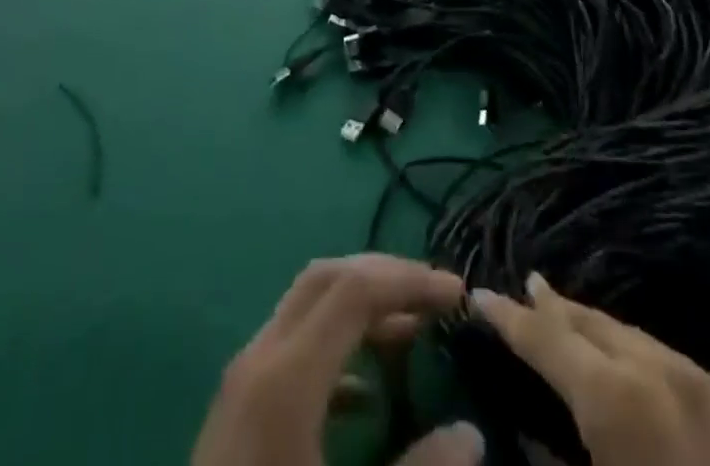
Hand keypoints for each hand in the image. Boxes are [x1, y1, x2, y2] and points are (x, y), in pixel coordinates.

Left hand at [192, 254, 482, 465]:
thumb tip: (470, 434)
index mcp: (286, 376)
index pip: (355, 288)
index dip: (410, 280)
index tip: (457, 293)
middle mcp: (260, 357)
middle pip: (327, 278)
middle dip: (385, 276)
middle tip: (434, 296)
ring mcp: (243, 380)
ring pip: (307, 306)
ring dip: (361, 306)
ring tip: (411, 332)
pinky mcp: (238, 409)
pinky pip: (292, 348)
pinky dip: (336, 348)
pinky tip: (364, 392)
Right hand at [472, 273, 709, 465]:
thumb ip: (550, 460)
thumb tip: (526, 427)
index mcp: (617, 398)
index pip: (547, 339)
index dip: (509, 318)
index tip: (479, 294)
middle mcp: (659, 369)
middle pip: (590, 323)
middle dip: (553, 309)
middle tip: (523, 289)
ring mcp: (703, 380)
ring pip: (631, 335)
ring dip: (593, 328)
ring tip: (564, 314)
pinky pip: (668, 360)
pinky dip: (634, 353)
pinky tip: (624, 357)